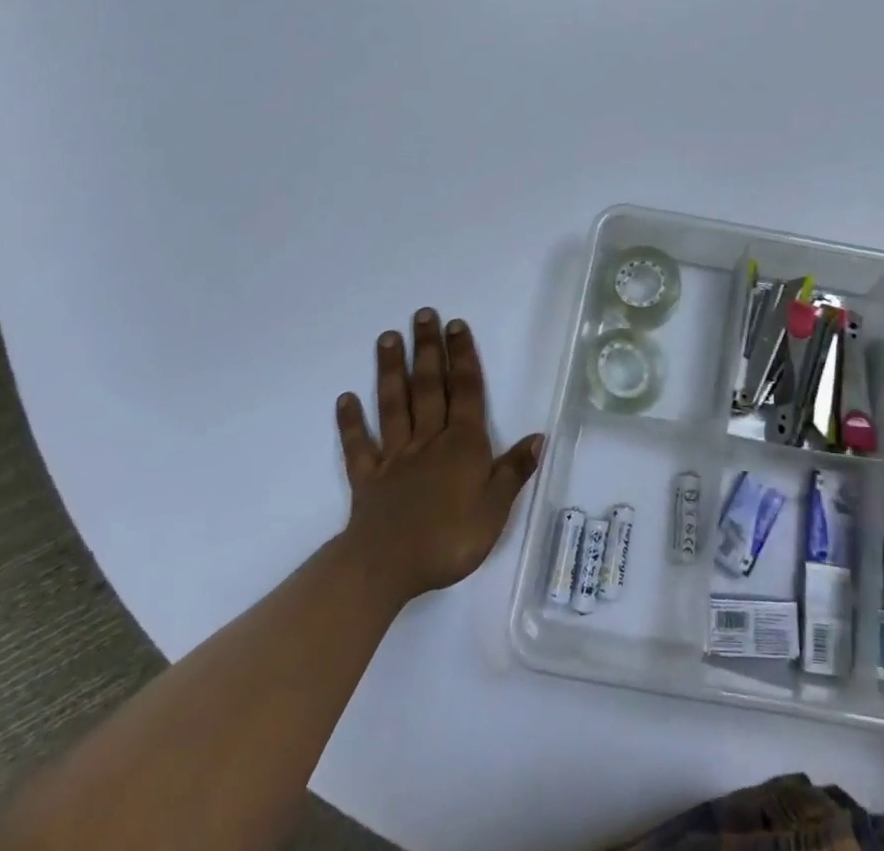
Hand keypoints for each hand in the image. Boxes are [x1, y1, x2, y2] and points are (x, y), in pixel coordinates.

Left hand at [334, 309, 542, 605]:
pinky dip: (351, 422)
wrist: (386, 568)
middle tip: (422, 315)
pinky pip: (359, 446)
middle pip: (429, 387)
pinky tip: (345, 399)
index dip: (463, 356)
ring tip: (387, 338)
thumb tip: (538, 436)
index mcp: (462, 444)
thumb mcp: (496, 509)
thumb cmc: (450, 538)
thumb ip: (514, 471)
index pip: (466, 391)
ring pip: (395, 405)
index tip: (456, 325)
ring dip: (392, 371)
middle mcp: (429, 440)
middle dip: (428, 349)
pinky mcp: (368, 479)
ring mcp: (395, 457)